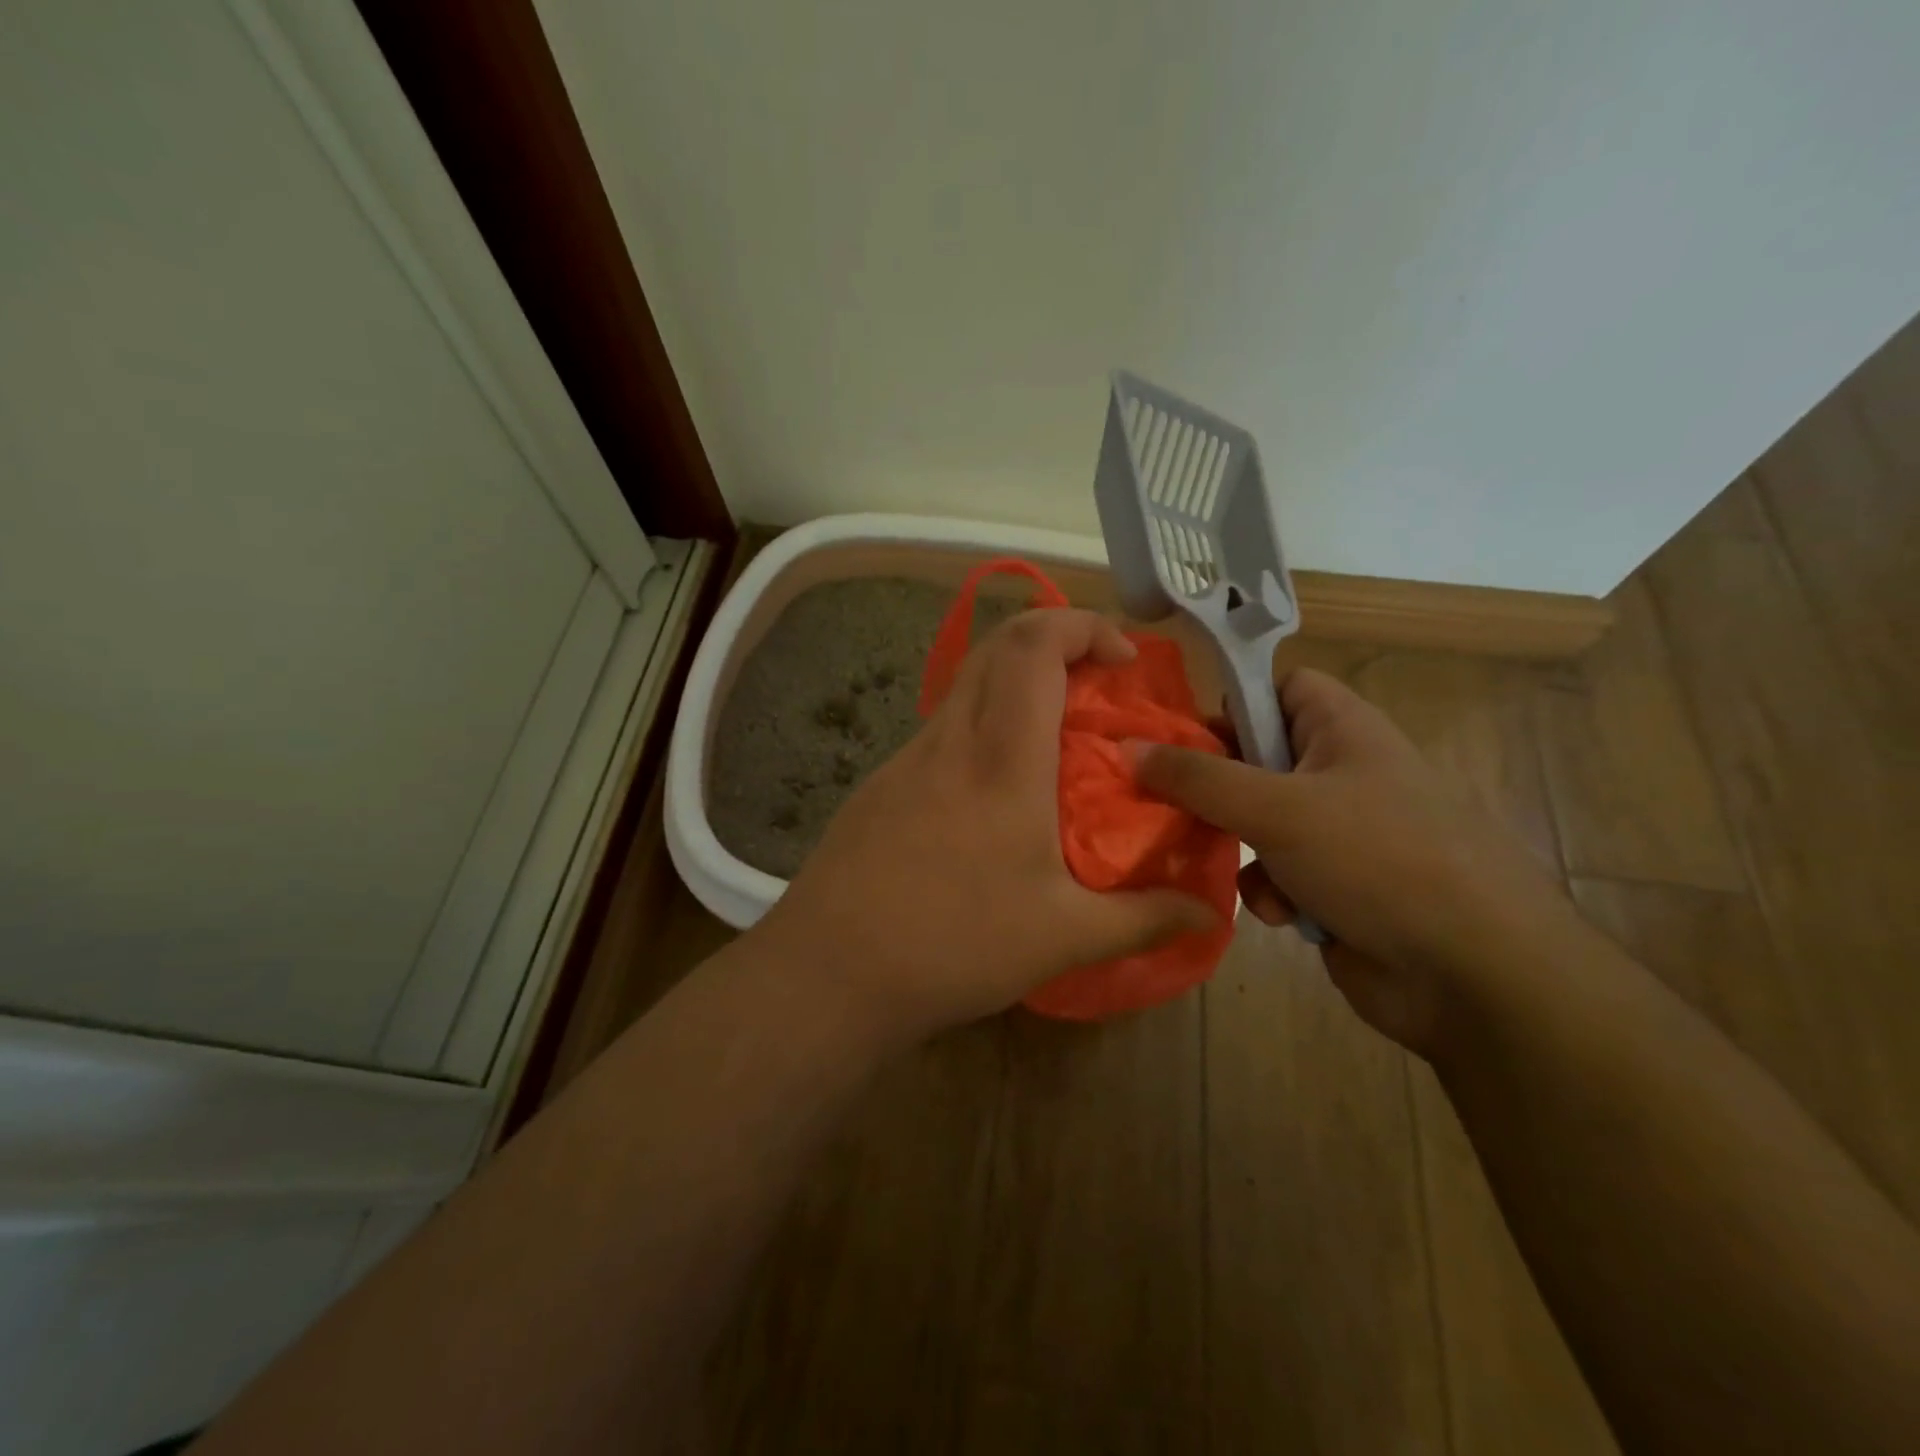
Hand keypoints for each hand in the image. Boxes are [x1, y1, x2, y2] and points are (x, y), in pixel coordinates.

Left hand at [752, 608, 1216, 1044]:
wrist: (830, 971)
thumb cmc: (954, 944)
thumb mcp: (1063, 937)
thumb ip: (1144, 919)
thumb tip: (1211, 915)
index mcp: (1002, 757)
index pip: (1034, 644)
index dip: (1083, 626)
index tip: (1123, 660)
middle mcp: (951, 739)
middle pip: (998, 645)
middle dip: (1056, 640)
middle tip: (1098, 686)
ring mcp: (907, 758)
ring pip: (967, 685)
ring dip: (1017, 686)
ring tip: (1057, 742)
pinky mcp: (882, 784)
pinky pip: (943, 729)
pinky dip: (983, 727)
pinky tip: (996, 794)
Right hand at [1134, 668, 1568, 1055]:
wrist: (1473, 974)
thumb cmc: (1378, 860)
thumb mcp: (1276, 808)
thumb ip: (1197, 777)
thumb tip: (1128, 748)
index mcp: (1341, 729)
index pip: (1276, 686)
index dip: (1229, 701)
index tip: (1177, 733)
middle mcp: (1340, 772)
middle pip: (1254, 758)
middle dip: (1213, 787)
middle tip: (1168, 802)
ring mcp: (1339, 832)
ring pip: (1255, 821)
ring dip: (1238, 846)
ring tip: (1235, 867)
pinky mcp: (1334, 885)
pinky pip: (1277, 872)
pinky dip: (1270, 890)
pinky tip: (1283, 915)